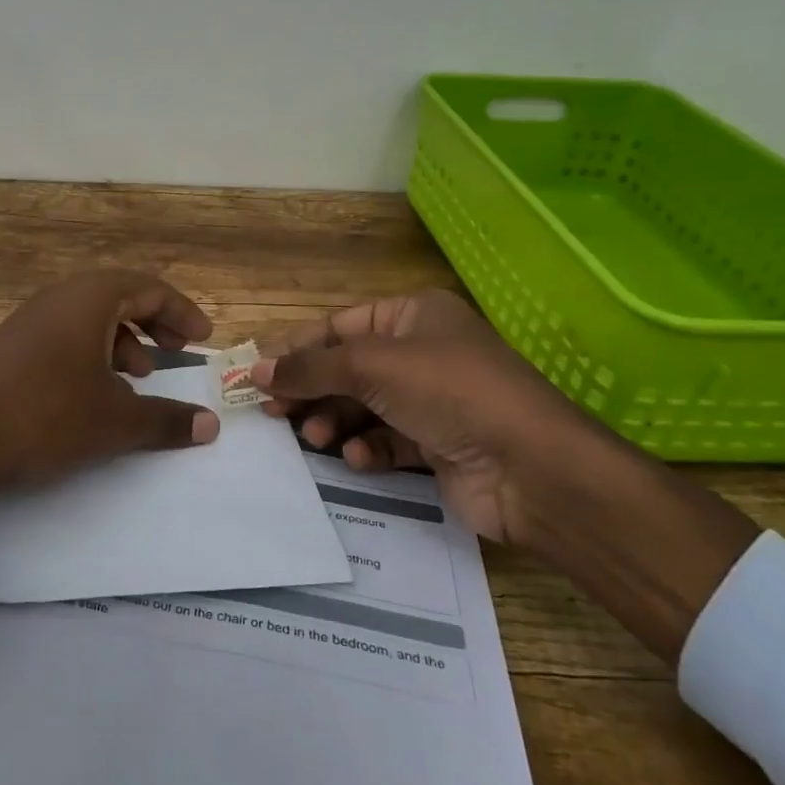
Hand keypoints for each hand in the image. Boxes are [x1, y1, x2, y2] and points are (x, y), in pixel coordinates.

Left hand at [0, 269, 218, 523]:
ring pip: (91, 316)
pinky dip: (92, 352)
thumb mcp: (115, 421)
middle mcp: (60, 296)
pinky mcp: (11, 343)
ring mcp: (30, 318)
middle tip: (177, 351)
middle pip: (121, 296)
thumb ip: (167, 420)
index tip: (203, 338)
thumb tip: (211, 425)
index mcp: (90, 298)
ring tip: (138, 378)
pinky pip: (65, 333)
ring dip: (123, 341)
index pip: (150, 287)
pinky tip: (94, 392)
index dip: (182, 312)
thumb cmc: (46, 416)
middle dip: (154, 323)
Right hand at [253, 289, 590, 544]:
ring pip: (363, 406)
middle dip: (312, 391)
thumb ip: (309, 367)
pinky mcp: (438, 445)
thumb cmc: (448, 392)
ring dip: (336, 422)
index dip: (297, 349)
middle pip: (347, 369)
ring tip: (317, 438)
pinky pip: (388, 440)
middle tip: (275, 414)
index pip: (339, 327)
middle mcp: (422, 352)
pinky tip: (359, 458)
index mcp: (413, 315)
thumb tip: (253, 370)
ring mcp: (432, 400)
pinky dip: (369, 448)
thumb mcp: (371, 366)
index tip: (257, 374)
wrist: (531, 469)